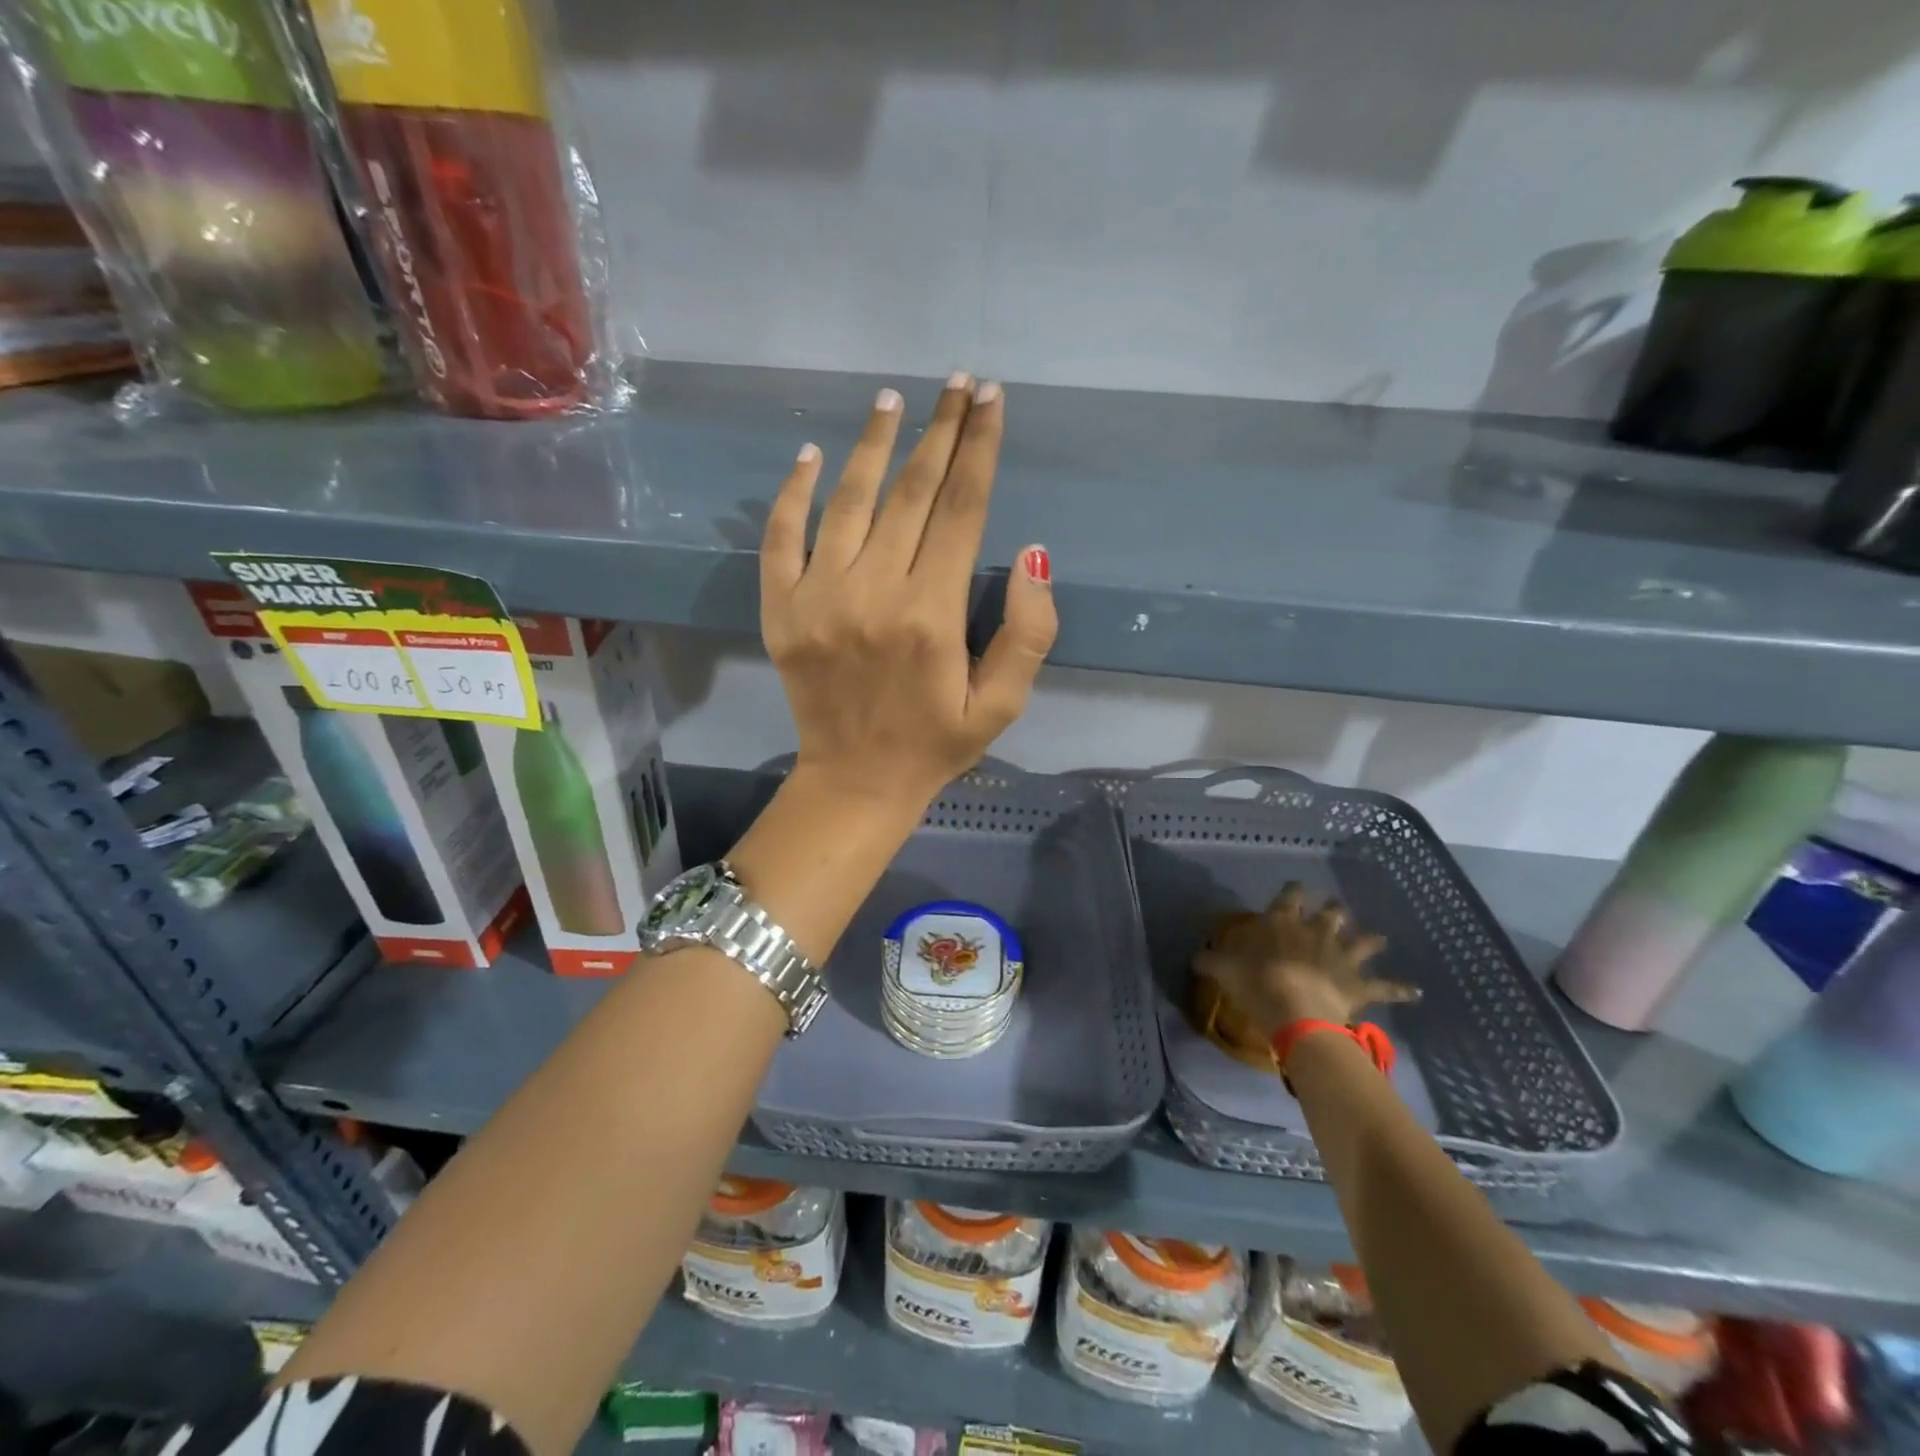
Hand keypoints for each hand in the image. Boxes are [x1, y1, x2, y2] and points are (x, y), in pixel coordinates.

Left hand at [760, 376, 1056, 811]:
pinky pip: (780, 536)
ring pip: (849, 500)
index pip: (962, 509)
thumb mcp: (1003, 704)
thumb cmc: (936, 742)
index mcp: (932, 614)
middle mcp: (874, 593)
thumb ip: (1028, 633)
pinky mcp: (780, 610)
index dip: (980, 448)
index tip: (991, 400)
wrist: (856, 781)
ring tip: (893, 399)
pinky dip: (794, 491)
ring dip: (873, 444)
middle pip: (912, 492)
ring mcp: (818, 598)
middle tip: (957, 383)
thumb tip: (1034, 555)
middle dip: (940, 430)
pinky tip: (811, 454)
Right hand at [1193, 884, 1419, 1034]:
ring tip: (1380, 938)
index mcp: (1283, 922)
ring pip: (1362, 942)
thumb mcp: (1223, 968)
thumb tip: (1197, 956)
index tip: (1295, 886)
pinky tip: (1416, 991)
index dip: (1292, 890)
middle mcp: (1316, 932)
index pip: (1288, 896)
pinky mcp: (1359, 984)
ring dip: (1371, 940)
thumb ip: (1211, 960)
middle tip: (1334, 908)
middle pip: (1329, 914)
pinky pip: (1385, 987)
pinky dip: (1400, 989)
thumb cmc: (1255, 981)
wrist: (1295, 1009)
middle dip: (1332, 910)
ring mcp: (1341, 956)